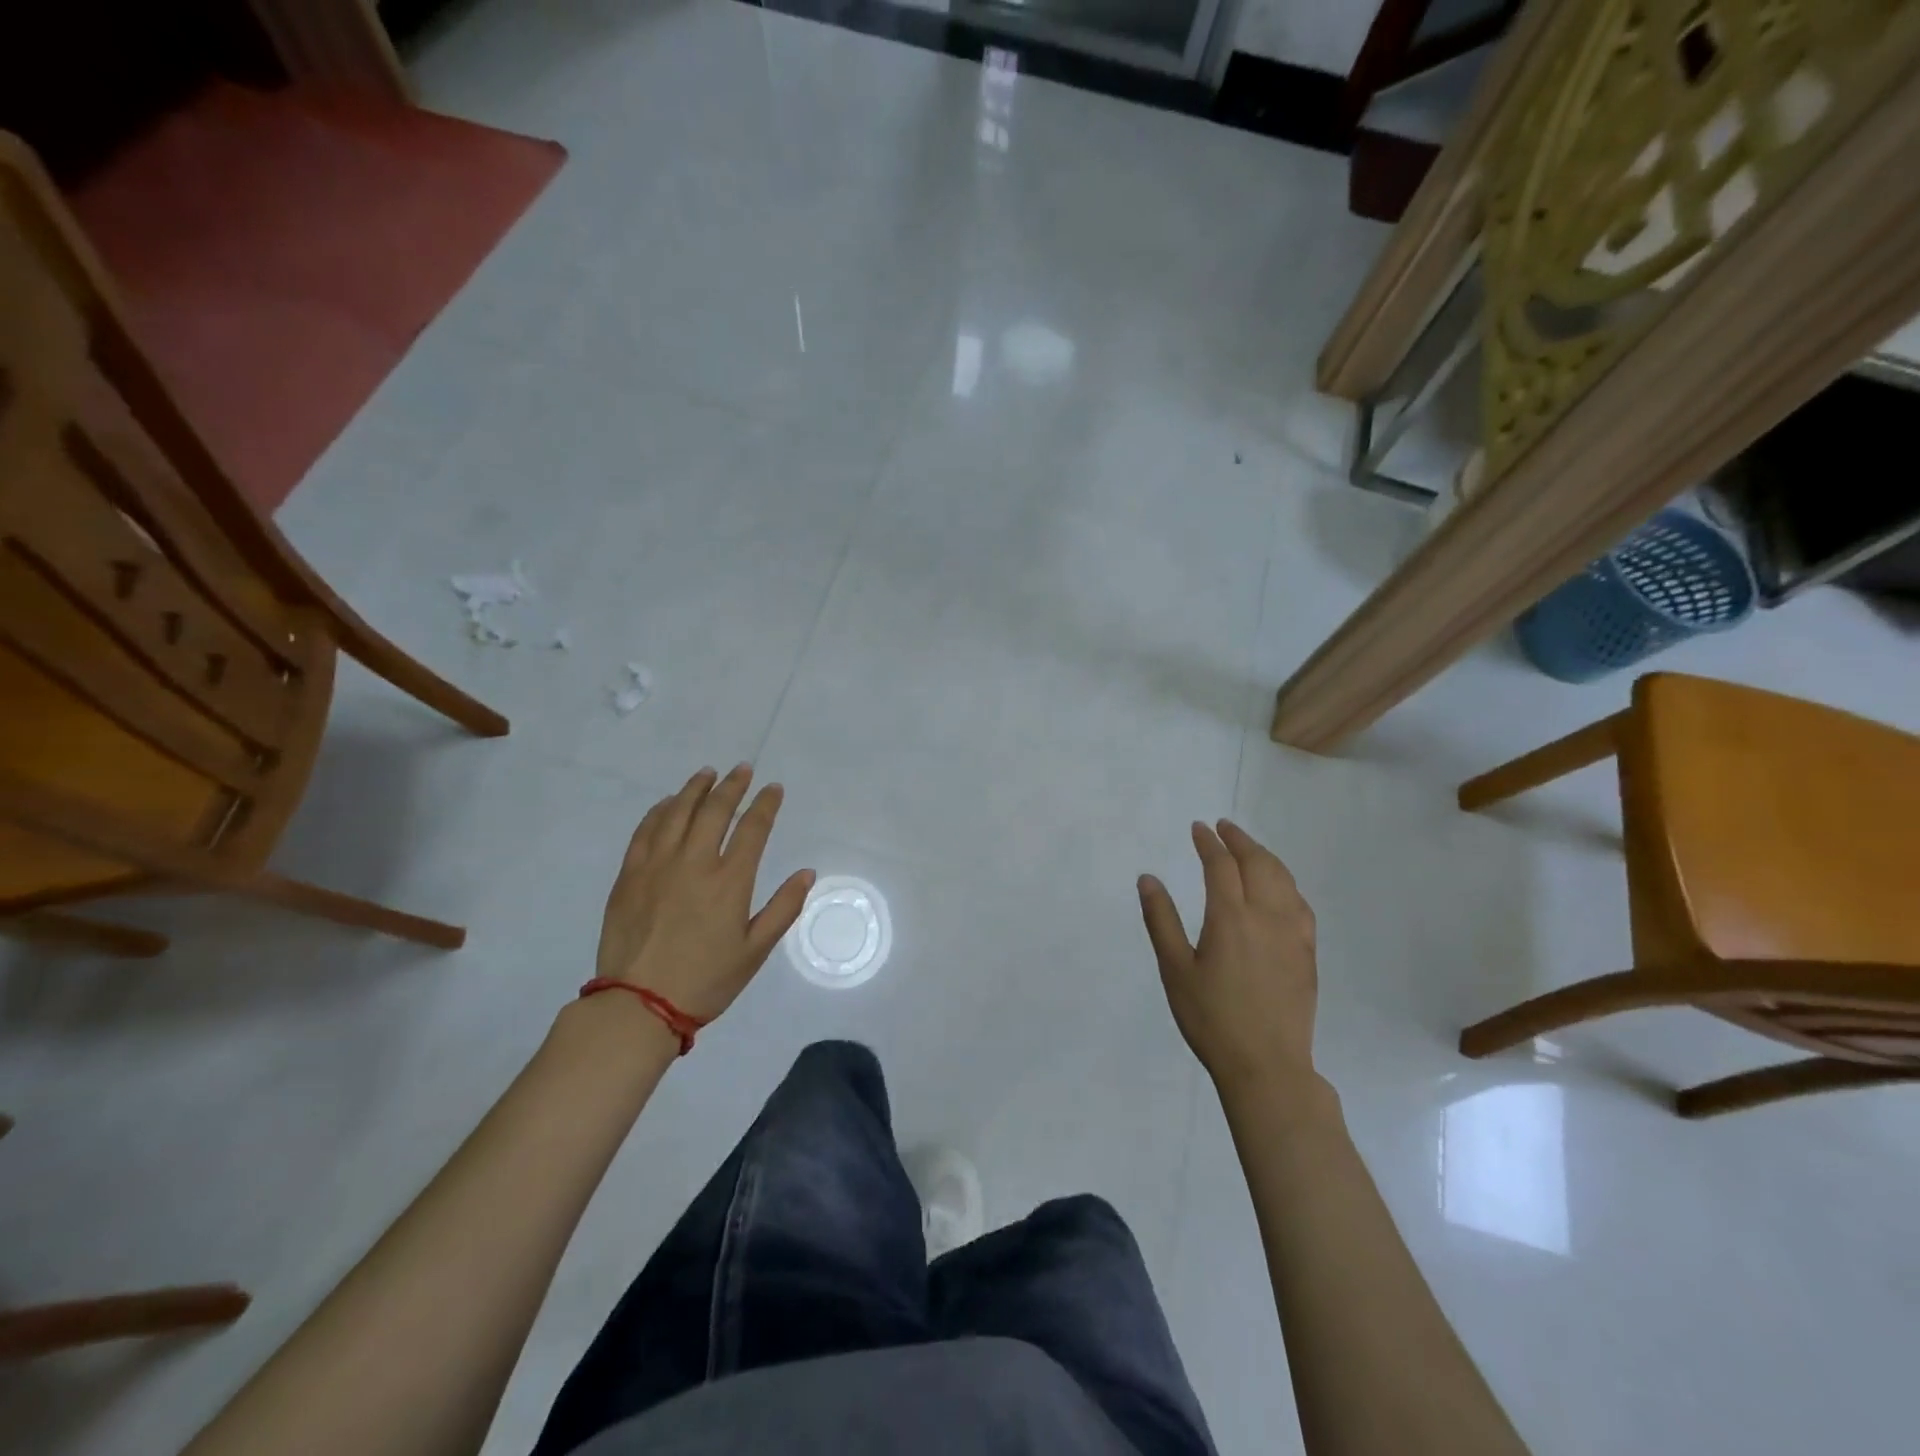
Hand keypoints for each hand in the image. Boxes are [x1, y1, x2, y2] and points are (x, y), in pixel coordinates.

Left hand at [597, 764, 814, 1021]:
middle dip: (732, 785)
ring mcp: (657, 865)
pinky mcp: (629, 875)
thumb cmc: (705, 981)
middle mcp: (694, 862)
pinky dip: (660, 811)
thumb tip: (807, 873)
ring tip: (707, 774)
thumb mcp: (755, 951)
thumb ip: (783, 908)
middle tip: (742, 770)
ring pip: (678, 812)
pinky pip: (646, 831)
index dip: (766, 804)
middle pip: (715, 810)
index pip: (753, 828)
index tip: (773, 788)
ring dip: (695, 789)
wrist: (638, 1005)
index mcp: (729, 881)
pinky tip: (668, 803)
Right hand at [1138, 819, 1317, 1093]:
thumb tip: (1148, 879)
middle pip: (1258, 863)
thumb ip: (1161, 920)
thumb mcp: (1175, 970)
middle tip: (1223, 827)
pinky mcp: (1308, 952)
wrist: (1266, 1065)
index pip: (1221, 865)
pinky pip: (1300, 904)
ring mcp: (1293, 933)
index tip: (1199, 828)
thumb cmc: (1211, 1018)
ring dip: (1265, 856)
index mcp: (1231, 917)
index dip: (1209, 842)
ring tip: (1249, 849)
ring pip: (1284, 879)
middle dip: (1239, 840)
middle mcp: (1267, 916)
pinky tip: (1281, 889)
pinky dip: (1287, 883)